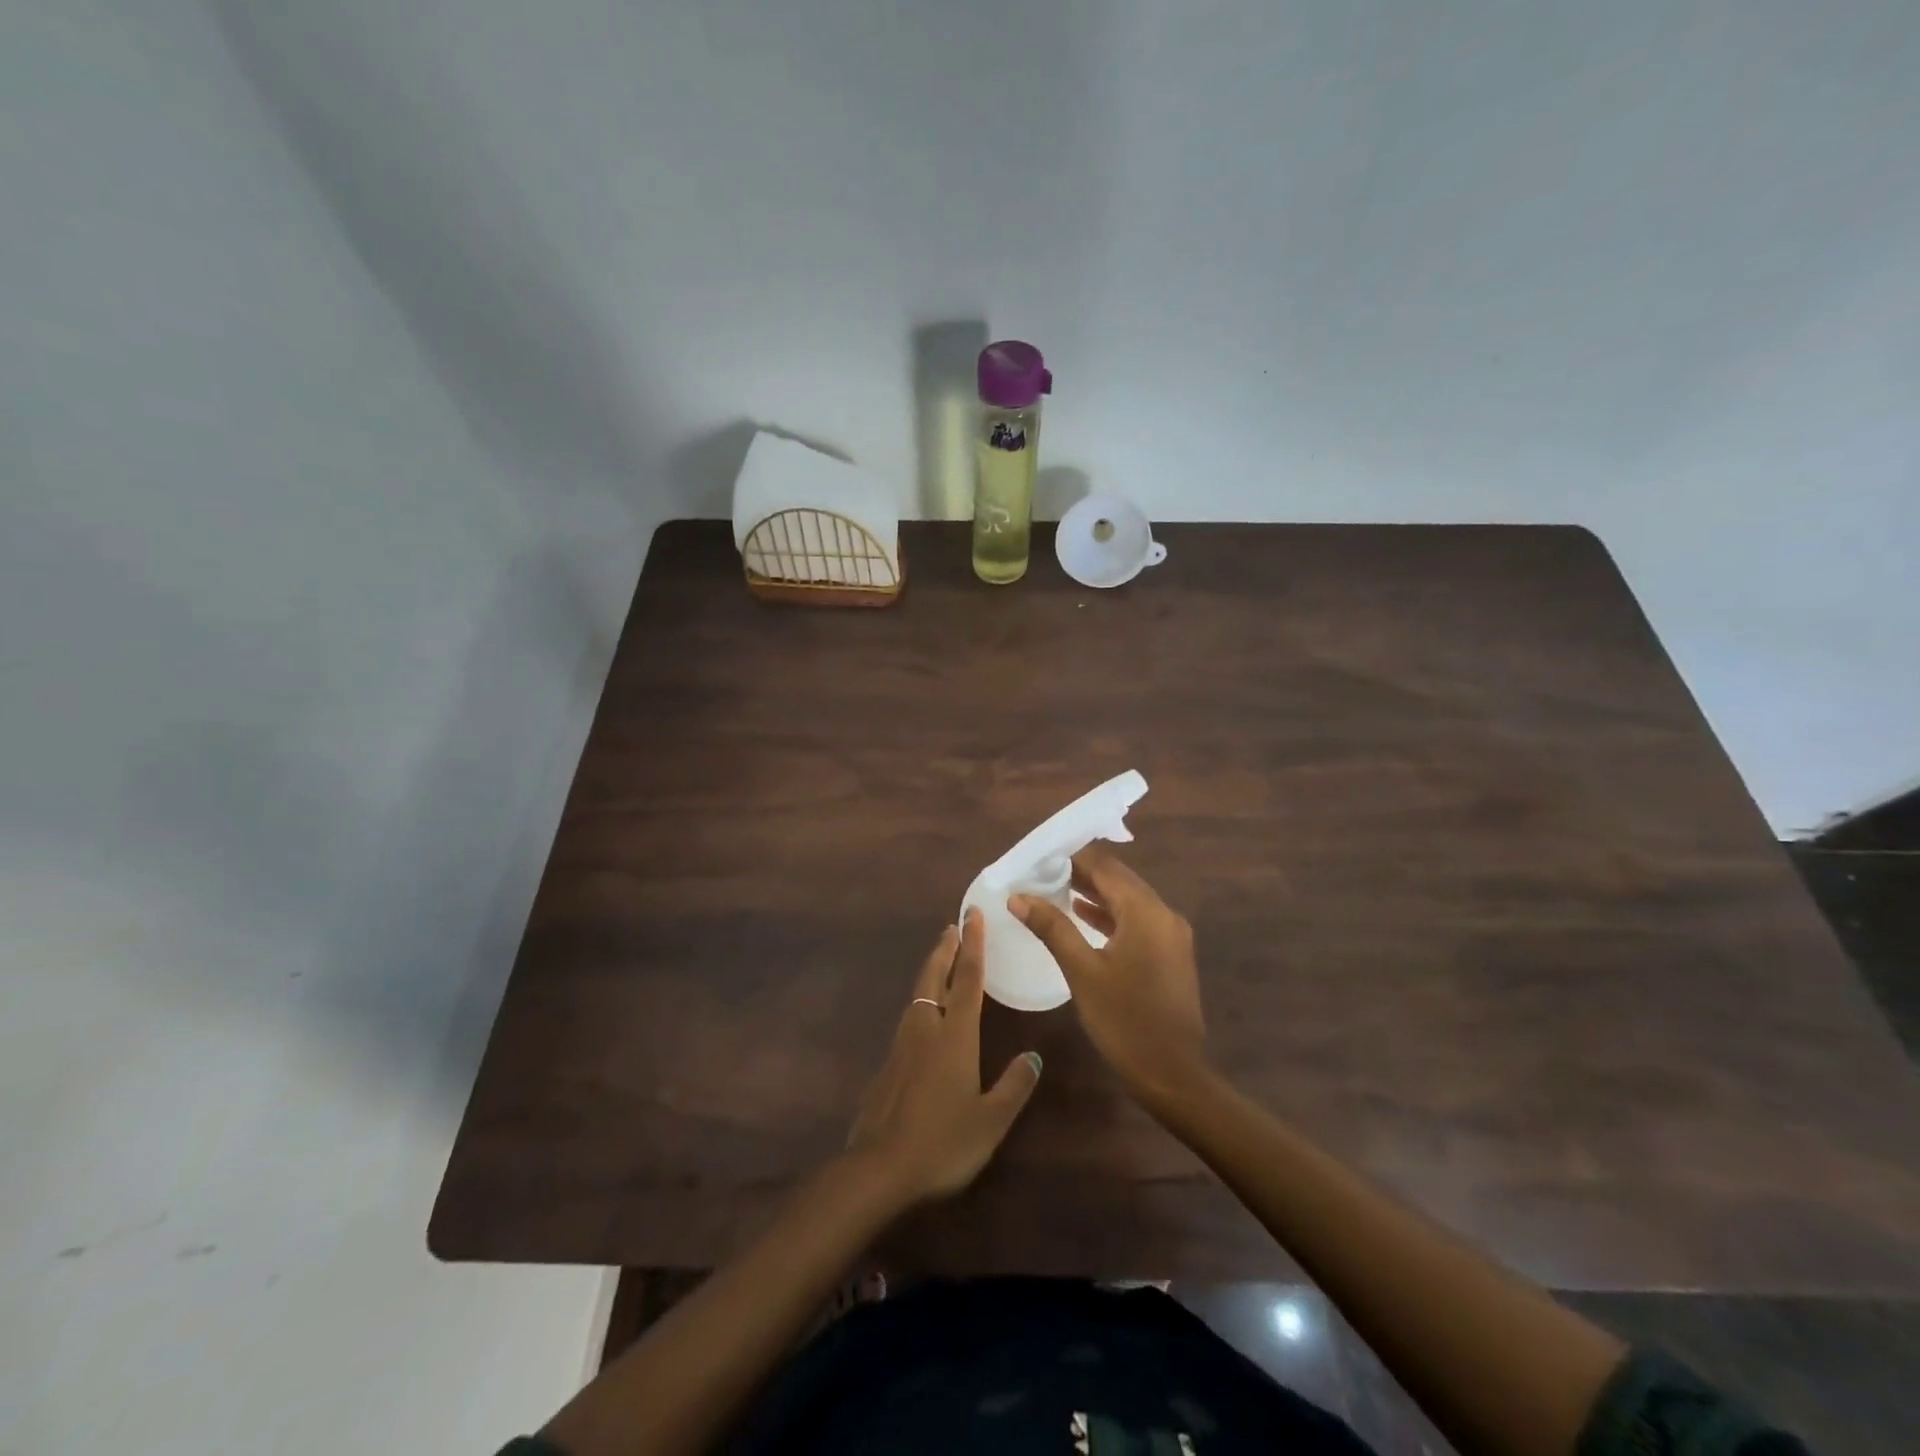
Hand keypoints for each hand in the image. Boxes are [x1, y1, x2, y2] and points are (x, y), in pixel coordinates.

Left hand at [846, 910, 1043, 1206]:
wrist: (879, 1168)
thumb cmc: (943, 1143)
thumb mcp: (991, 1121)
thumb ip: (1013, 1086)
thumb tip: (1033, 1056)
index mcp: (955, 1035)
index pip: (967, 979)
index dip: (973, 946)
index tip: (974, 915)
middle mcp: (926, 1028)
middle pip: (934, 977)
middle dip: (945, 948)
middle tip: (953, 925)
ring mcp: (902, 1044)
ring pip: (918, 994)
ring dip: (931, 970)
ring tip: (940, 958)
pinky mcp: (888, 1063)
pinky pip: (909, 1017)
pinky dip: (921, 1000)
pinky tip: (924, 1014)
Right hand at [1011, 846, 1208, 1109]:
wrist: (1172, 1075)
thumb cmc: (1124, 1021)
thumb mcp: (1082, 972)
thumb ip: (1052, 928)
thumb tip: (1018, 897)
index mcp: (1146, 912)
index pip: (1106, 866)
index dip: (1073, 857)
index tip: (1041, 856)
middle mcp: (1164, 914)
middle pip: (1119, 879)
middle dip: (1082, 872)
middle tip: (1044, 871)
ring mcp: (1171, 935)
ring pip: (1129, 900)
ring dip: (1096, 893)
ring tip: (1056, 888)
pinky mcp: (1170, 954)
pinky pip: (1138, 920)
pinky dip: (1111, 915)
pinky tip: (1083, 917)